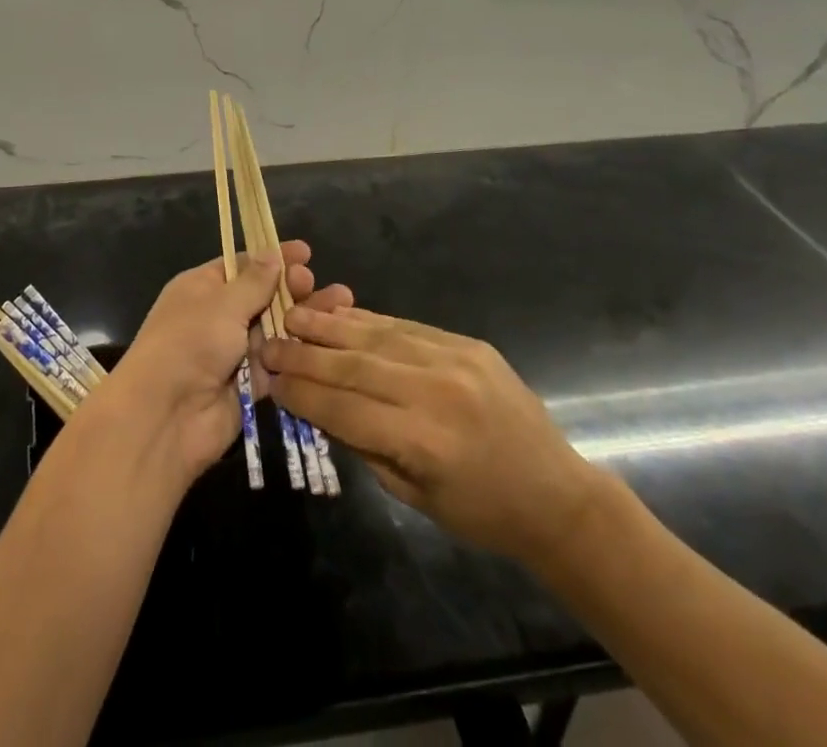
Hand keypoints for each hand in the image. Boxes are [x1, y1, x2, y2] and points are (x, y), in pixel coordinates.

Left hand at [88, 242, 352, 488]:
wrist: (165, 416)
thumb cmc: (189, 343)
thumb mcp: (222, 303)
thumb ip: (254, 281)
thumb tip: (273, 253)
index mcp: (202, 288)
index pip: (242, 265)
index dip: (273, 258)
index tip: (306, 252)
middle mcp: (217, 316)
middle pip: (262, 296)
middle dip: (292, 288)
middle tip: (316, 283)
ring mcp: (233, 352)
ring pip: (275, 330)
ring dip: (303, 319)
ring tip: (340, 306)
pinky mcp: (249, 385)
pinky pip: (278, 363)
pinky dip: (300, 354)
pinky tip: (329, 342)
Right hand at [262, 308, 603, 564]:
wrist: (556, 494)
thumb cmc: (482, 512)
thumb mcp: (415, 496)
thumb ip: (365, 447)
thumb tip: (319, 406)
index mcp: (423, 442)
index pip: (344, 410)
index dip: (302, 394)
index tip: (270, 380)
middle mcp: (435, 392)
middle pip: (353, 366)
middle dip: (305, 355)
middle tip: (269, 342)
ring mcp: (454, 360)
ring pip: (376, 336)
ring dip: (329, 325)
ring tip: (295, 315)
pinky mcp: (467, 343)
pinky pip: (405, 326)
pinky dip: (367, 320)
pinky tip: (340, 314)